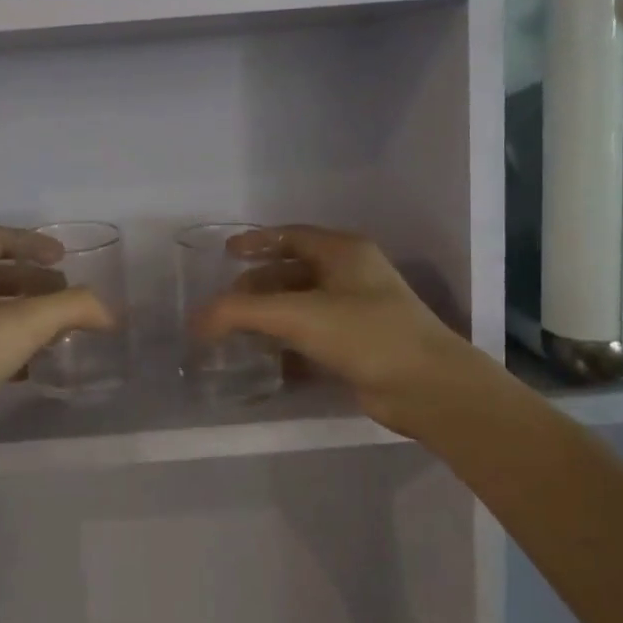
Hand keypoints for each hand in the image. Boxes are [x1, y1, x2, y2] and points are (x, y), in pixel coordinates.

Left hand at [0, 226, 111, 474]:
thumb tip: (109, 311)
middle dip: (35, 281)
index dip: (31, 241)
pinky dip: (13, 349)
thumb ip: (72, 308)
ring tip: (59, 332)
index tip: (63, 257)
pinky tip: (34, 368)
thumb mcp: (24, 323)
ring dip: (26, 316)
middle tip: (66, 296)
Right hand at [196, 225, 484, 440]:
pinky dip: (287, 342)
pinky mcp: (359, 346)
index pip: (292, 236)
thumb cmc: (364, 333)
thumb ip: (240, 313)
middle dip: (257, 285)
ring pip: (302, 305)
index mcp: (343, 252)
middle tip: (226, 302)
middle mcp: (351, 275)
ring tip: (236, 331)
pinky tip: (265, 358)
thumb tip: (196, 321)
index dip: (257, 241)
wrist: (426, 387)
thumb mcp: (296, 314)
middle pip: (293, 271)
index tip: (227, 253)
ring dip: (270, 316)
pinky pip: (313, 335)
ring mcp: (358, 312)